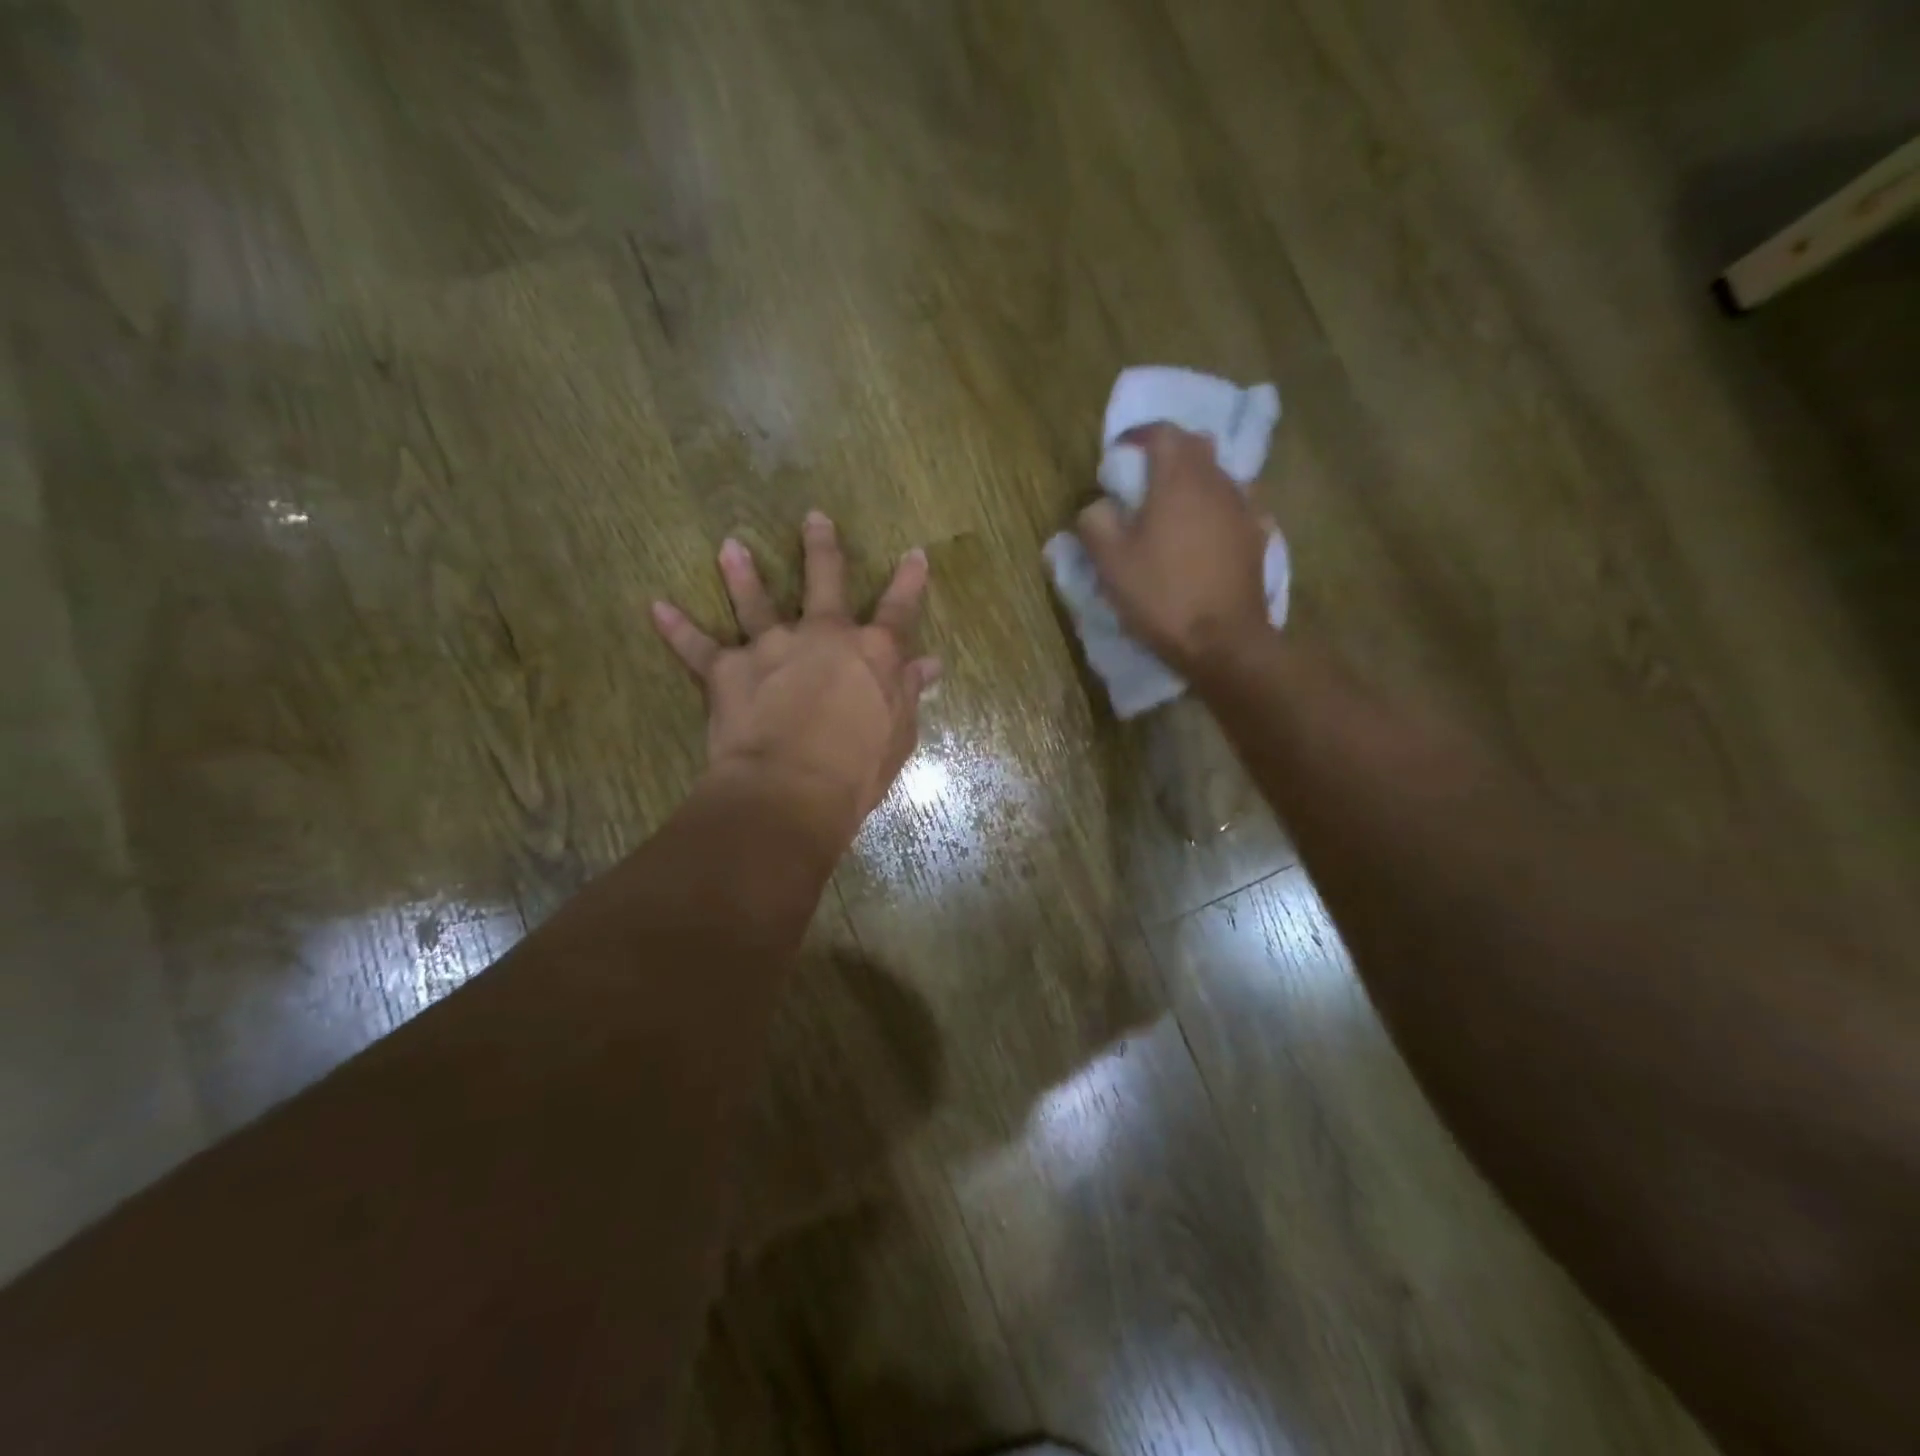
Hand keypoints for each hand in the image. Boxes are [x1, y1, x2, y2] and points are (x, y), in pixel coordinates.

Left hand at [651, 512, 939, 848]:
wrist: (792, 789)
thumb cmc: (857, 770)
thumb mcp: (899, 733)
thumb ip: (909, 692)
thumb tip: (928, 663)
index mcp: (872, 653)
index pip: (898, 609)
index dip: (909, 582)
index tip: (914, 554)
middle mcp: (822, 636)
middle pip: (825, 581)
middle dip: (822, 548)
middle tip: (813, 518)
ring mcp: (772, 647)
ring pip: (755, 601)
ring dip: (743, 573)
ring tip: (730, 546)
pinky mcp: (728, 670)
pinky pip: (697, 646)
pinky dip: (677, 628)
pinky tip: (657, 608)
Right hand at [1076, 424, 1272, 675]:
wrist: (1223, 640)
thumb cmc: (1162, 595)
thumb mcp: (1110, 562)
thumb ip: (1095, 522)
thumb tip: (1097, 506)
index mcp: (1178, 479)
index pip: (1162, 432)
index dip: (1138, 438)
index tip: (1118, 458)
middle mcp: (1217, 481)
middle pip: (1195, 447)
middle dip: (1168, 455)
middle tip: (1143, 482)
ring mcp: (1244, 508)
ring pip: (1217, 476)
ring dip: (1194, 482)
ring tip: (1173, 512)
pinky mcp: (1258, 537)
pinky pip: (1235, 507)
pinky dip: (1216, 510)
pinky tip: (1204, 536)